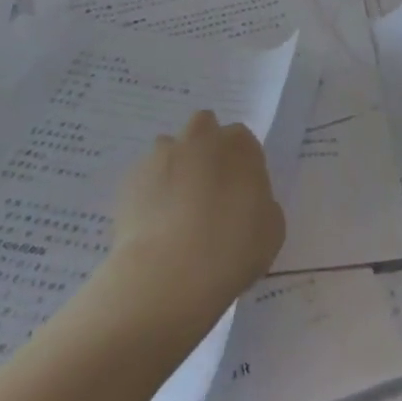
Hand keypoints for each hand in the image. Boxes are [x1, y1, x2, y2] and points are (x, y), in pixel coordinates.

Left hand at [110, 109, 283, 322]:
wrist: (169, 273)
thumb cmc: (232, 249)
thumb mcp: (271, 230)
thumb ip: (261, 203)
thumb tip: (247, 202)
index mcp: (239, 145)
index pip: (242, 139)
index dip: (240, 163)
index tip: (240, 191)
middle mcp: (200, 138)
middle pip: (203, 127)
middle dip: (205, 148)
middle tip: (207, 189)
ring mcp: (161, 156)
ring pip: (168, 149)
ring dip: (174, 167)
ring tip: (175, 210)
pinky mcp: (130, 179)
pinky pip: (144, 178)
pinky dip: (149, 193)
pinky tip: (153, 226)